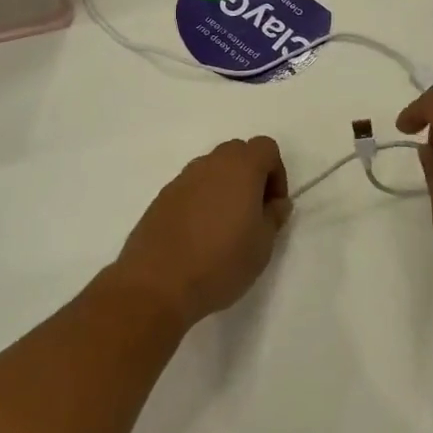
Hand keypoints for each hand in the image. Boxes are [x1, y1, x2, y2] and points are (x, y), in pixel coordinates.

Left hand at [115, 137, 291, 329]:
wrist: (156, 284)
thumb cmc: (220, 263)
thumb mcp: (262, 245)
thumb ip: (273, 217)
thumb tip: (276, 203)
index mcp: (240, 168)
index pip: (265, 147)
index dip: (276, 173)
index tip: (273, 206)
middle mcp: (209, 164)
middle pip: (237, 153)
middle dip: (250, 176)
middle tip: (252, 214)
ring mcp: (181, 179)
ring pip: (212, 170)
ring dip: (224, 188)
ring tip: (224, 228)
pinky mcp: (161, 198)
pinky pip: (190, 188)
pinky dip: (201, 201)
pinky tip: (199, 236)